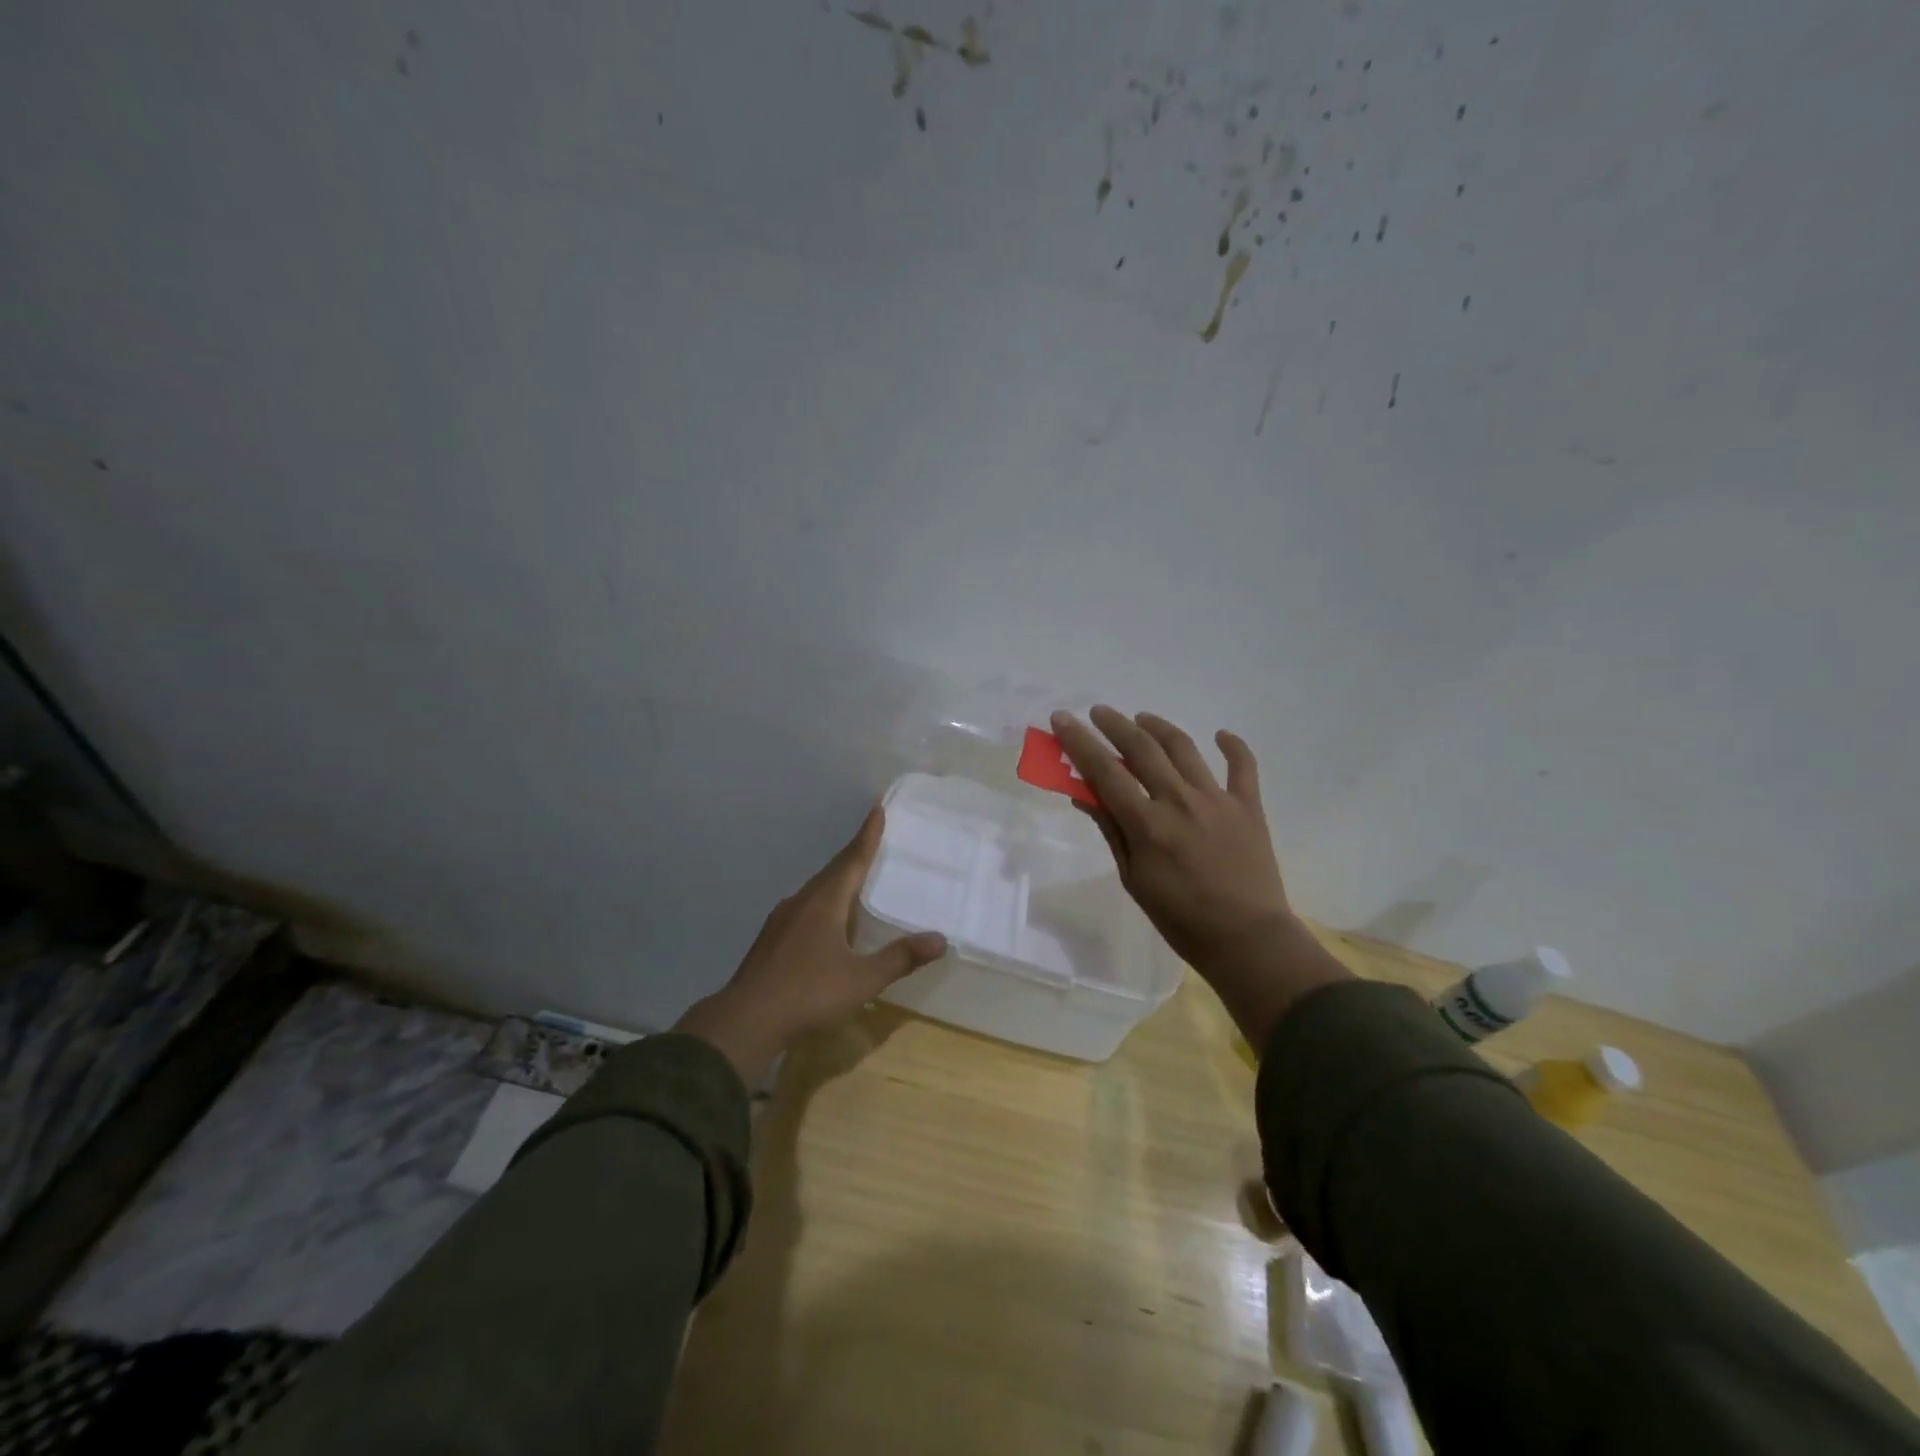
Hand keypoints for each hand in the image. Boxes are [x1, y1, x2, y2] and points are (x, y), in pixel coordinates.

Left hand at [673, 806, 945, 1084]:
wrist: (745, 1022)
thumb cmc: (808, 994)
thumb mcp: (862, 980)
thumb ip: (900, 958)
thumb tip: (940, 939)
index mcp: (824, 902)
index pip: (852, 860)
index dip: (867, 836)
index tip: (877, 809)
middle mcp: (802, 901)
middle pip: (833, 871)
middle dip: (854, 855)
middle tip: (874, 841)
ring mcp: (782, 919)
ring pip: (816, 890)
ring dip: (837, 879)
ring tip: (855, 878)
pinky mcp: (771, 939)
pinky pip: (804, 907)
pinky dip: (823, 902)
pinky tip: (827, 920)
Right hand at [1051, 707, 1348, 1048]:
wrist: (1246, 938)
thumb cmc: (1180, 918)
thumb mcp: (1133, 879)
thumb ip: (1112, 831)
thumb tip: (1085, 795)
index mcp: (1147, 823)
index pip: (1104, 771)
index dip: (1079, 742)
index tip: (1062, 719)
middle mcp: (1180, 801)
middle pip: (1142, 749)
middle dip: (1115, 725)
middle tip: (1098, 712)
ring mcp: (1217, 799)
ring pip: (1184, 748)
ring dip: (1159, 727)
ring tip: (1143, 718)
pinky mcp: (1248, 806)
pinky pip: (1242, 766)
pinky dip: (1232, 746)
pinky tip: (1221, 736)